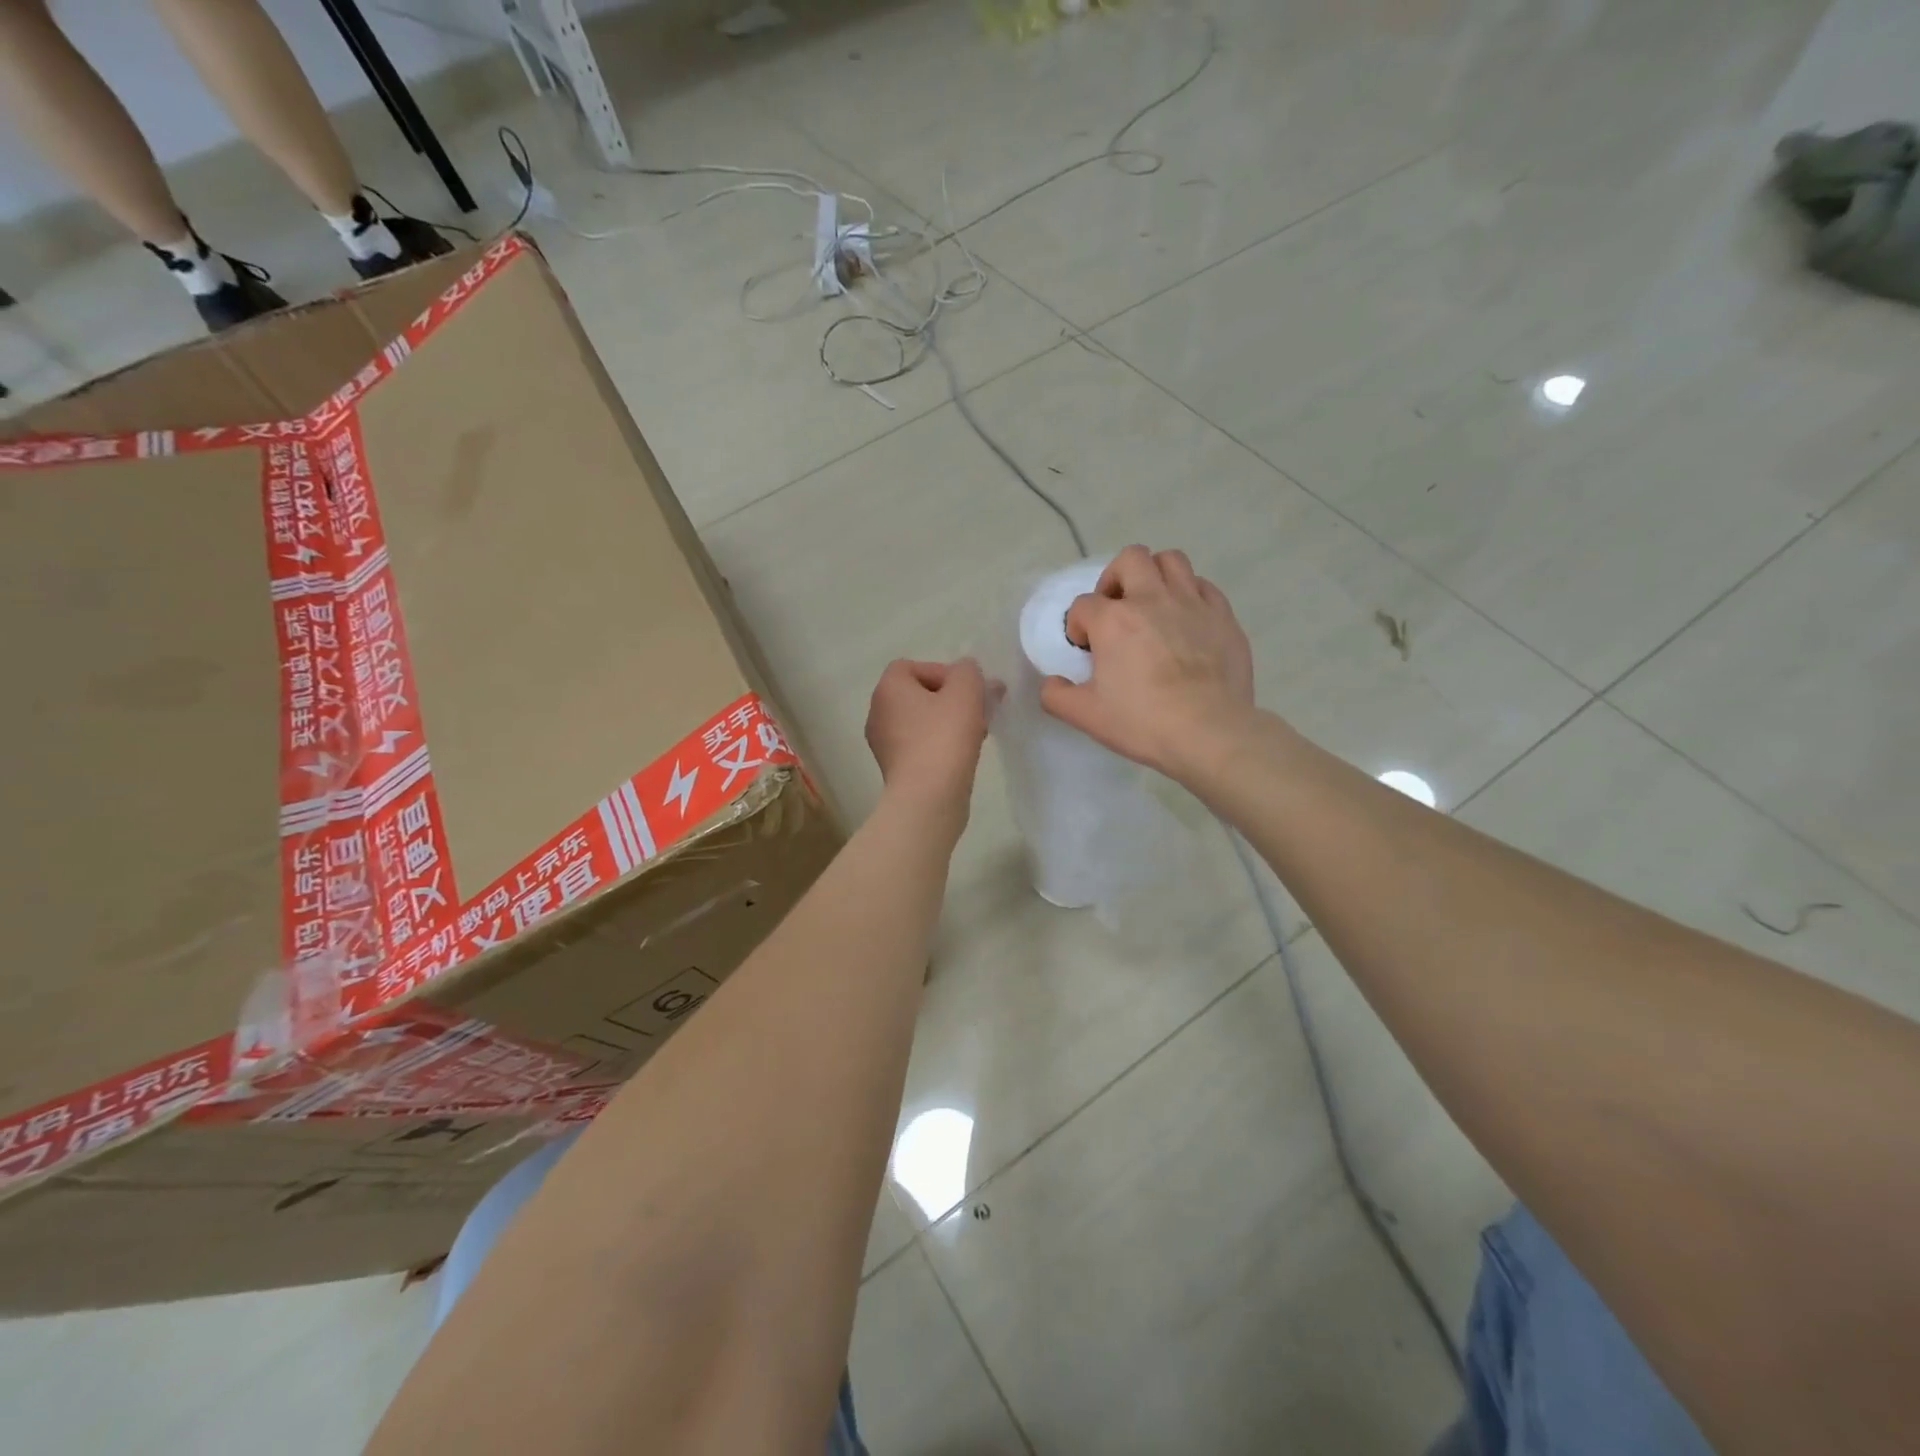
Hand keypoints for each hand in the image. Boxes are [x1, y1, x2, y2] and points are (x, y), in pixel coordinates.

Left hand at [865, 658, 992, 826]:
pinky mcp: (895, 769)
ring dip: (948, 722)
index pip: (912, 666)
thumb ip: (968, 671)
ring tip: (976, 734)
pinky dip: (940, 745)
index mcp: (887, 689)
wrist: (928, 797)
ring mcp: (883, 744)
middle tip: (977, 711)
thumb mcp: (966, 691)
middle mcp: (877, 713)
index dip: (942, 672)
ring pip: (921, 721)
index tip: (966, 691)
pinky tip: (962, 755)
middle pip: (918, 694)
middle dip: (951, 699)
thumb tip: (965, 673)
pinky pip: (920, 745)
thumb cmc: (944, 737)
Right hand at [1041, 546, 1257, 781]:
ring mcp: (1191, 603)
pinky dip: (1190, 594)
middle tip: (1116, 611)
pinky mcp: (1222, 615)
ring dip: (1155, 576)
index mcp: (1113, 620)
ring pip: (1170, 560)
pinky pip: (1203, 586)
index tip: (1086, 650)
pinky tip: (1185, 620)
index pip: (1083, 605)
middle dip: (1115, 579)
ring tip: (1152, 605)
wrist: (1209, 732)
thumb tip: (1051, 683)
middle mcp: (1151, 599)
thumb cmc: (1142, 722)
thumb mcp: (1085, 716)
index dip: (1078, 626)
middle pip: (1130, 559)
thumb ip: (1056, 696)